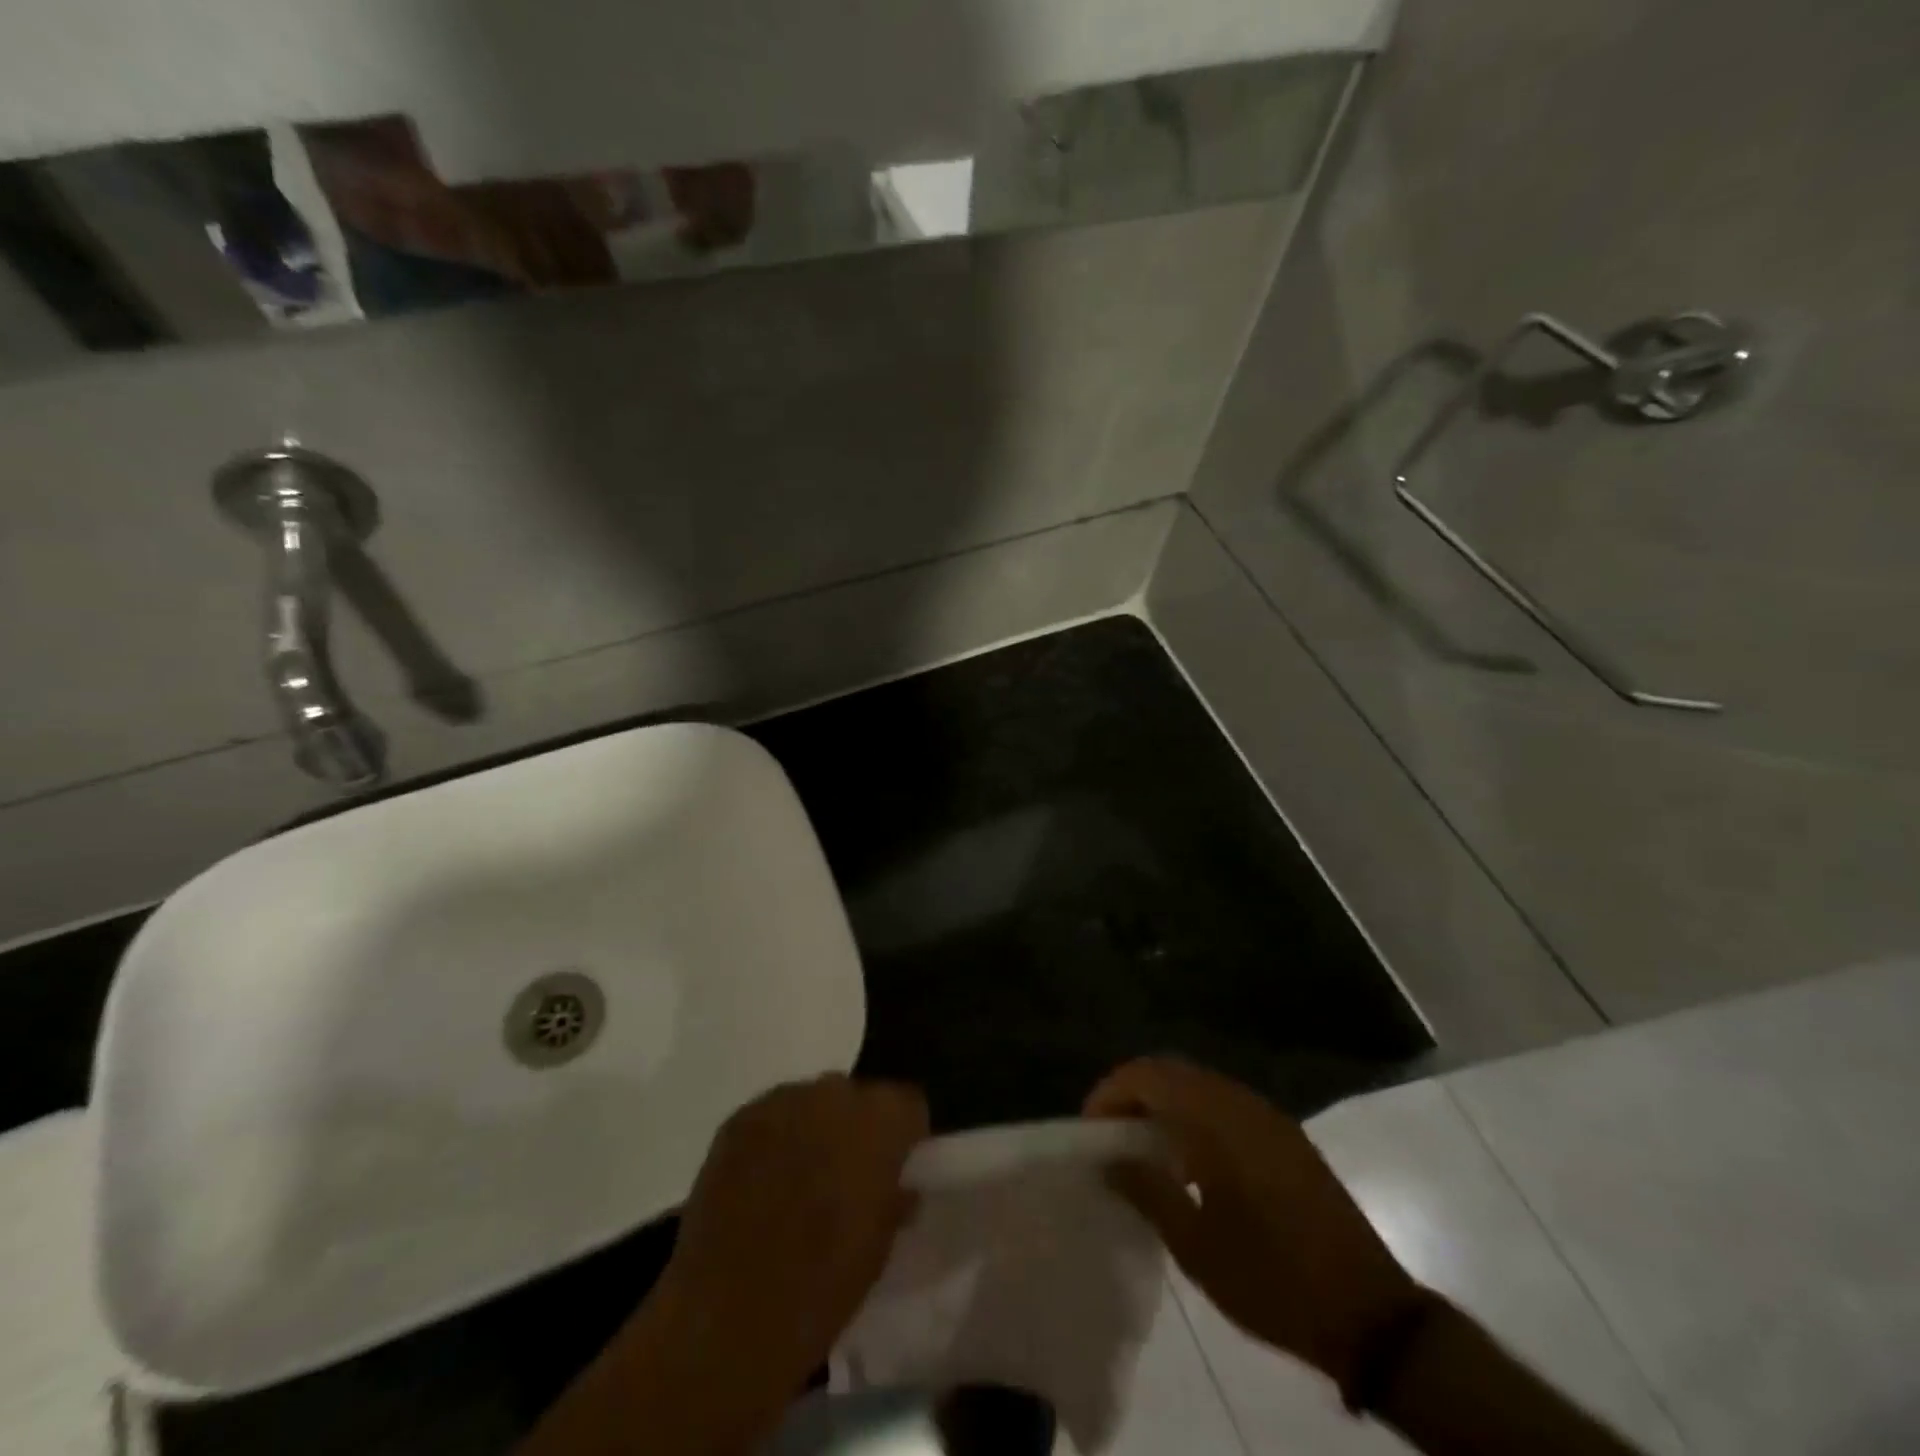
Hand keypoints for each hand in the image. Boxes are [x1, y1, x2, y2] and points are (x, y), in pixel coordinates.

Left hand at [656, 1074, 928, 1391]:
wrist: (727, 1319)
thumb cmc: (820, 1289)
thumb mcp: (878, 1250)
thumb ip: (894, 1200)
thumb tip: (898, 1186)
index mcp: (878, 1123)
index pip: (908, 1102)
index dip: (905, 1134)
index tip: (897, 1166)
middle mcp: (832, 1096)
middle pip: (856, 1096)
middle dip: (856, 1128)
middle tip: (847, 1176)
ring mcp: (780, 1103)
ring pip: (811, 1101)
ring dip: (813, 1129)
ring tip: (799, 1179)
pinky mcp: (737, 1120)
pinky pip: (770, 1116)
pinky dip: (774, 1139)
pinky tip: (761, 1182)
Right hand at [1085, 1058, 1418, 1387]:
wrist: (1371, 1314)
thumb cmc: (1272, 1280)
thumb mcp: (1196, 1246)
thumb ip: (1147, 1191)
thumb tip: (1109, 1159)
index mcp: (1216, 1119)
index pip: (1148, 1076)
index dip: (1111, 1093)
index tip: (1090, 1130)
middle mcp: (1240, 1102)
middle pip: (1172, 1071)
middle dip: (1133, 1093)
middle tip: (1108, 1134)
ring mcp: (1267, 1116)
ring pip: (1199, 1085)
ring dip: (1164, 1103)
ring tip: (1141, 1146)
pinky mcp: (1284, 1136)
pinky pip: (1224, 1104)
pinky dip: (1193, 1115)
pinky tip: (1187, 1159)